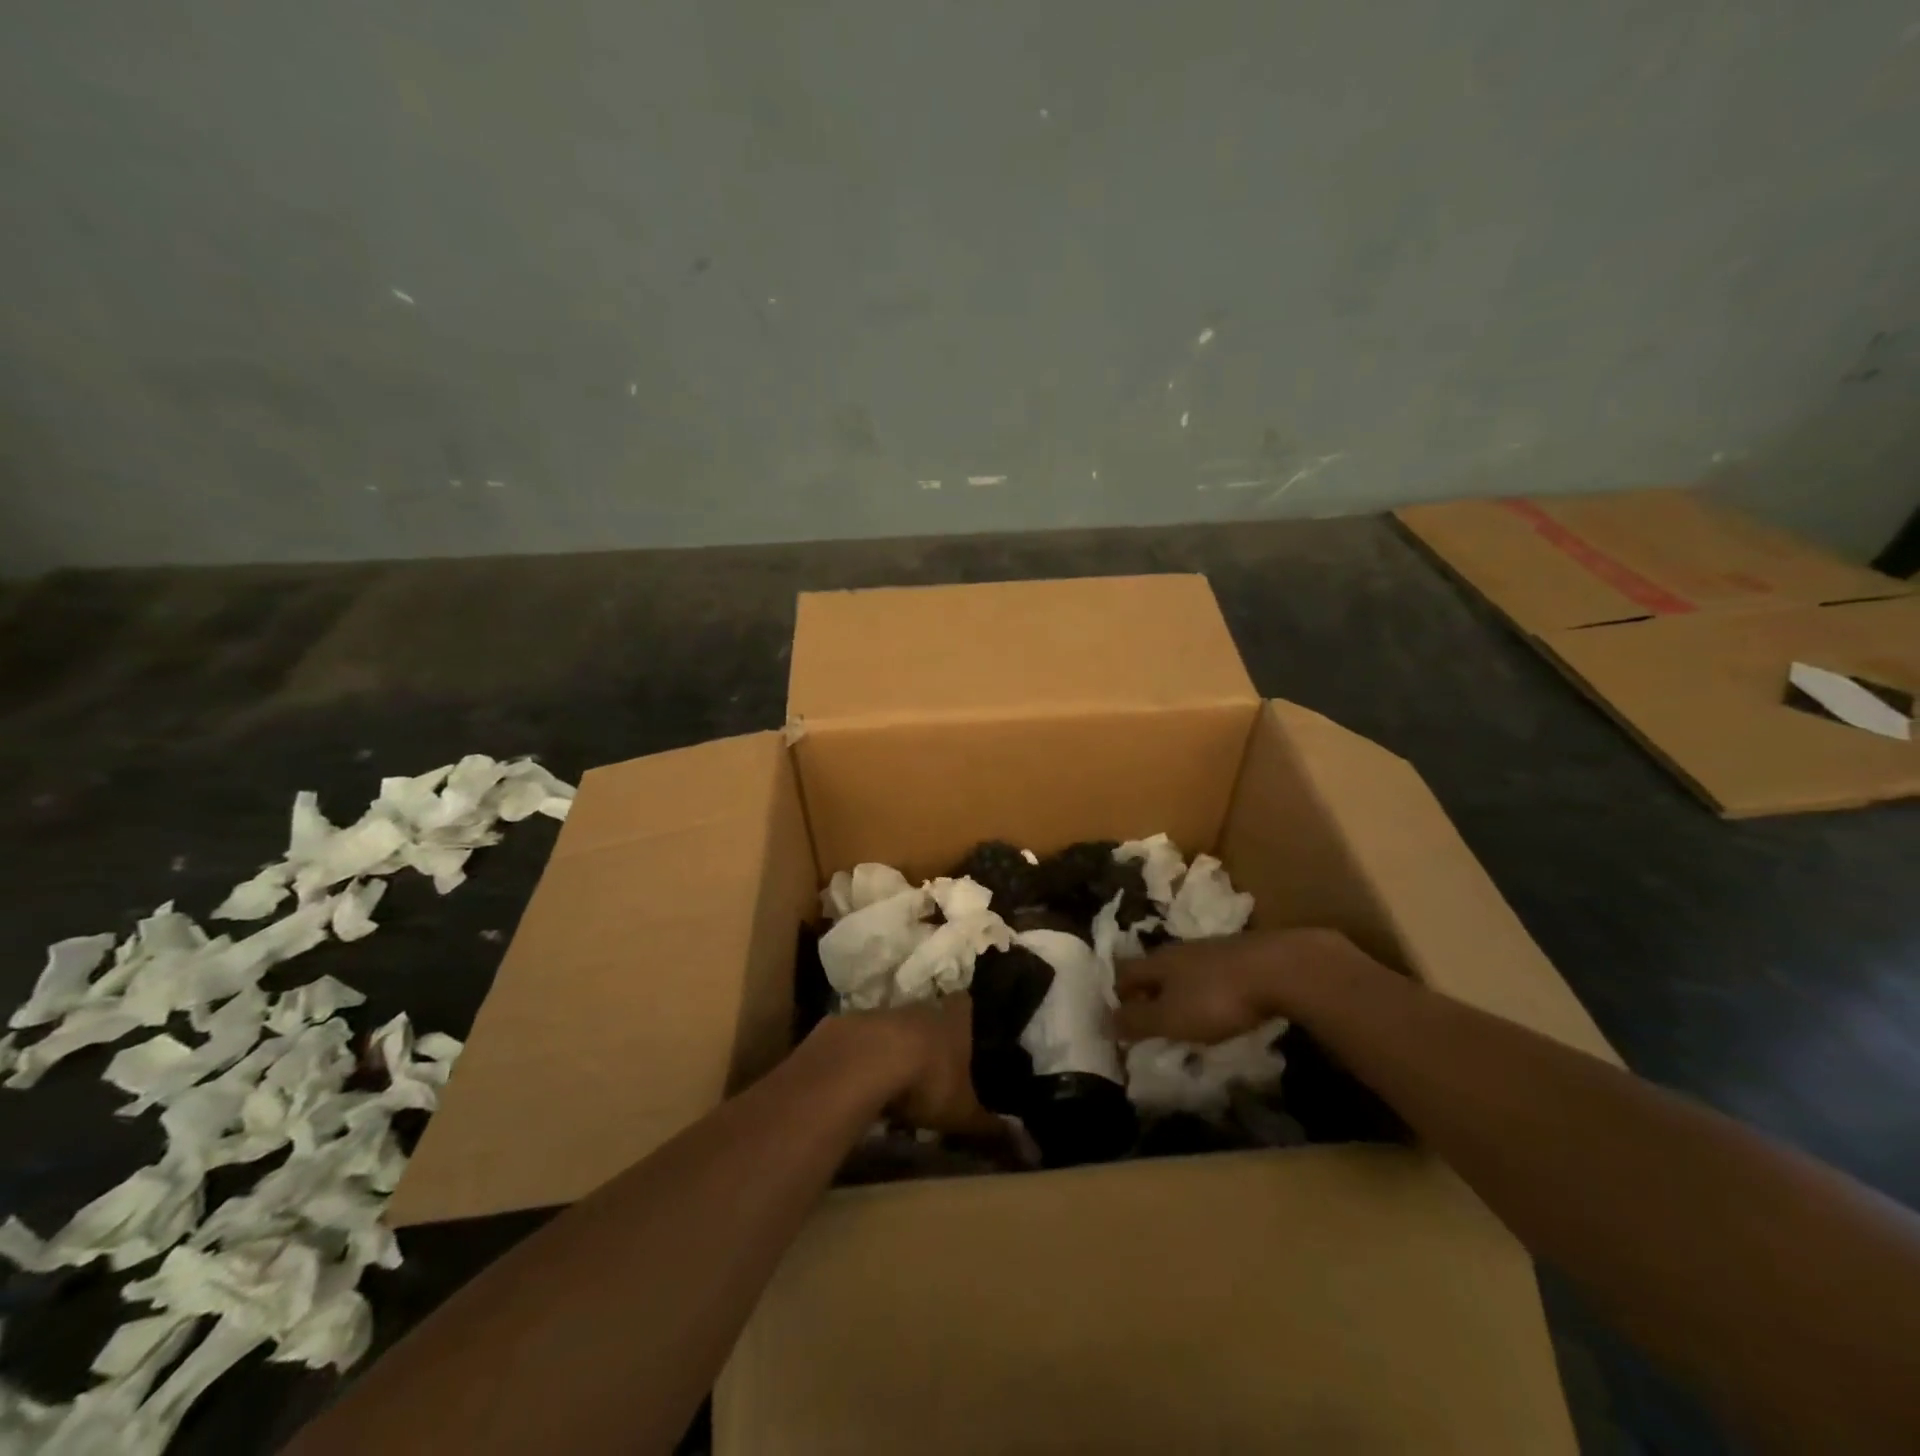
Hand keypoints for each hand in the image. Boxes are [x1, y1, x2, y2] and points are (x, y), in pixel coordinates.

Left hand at [823, 997, 1002, 1136]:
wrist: (865, 1062)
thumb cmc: (928, 1080)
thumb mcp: (963, 1113)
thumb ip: (992, 1129)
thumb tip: (1032, 1150)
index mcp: (955, 1019)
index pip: (965, 1003)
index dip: (966, 1014)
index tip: (967, 1029)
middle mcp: (922, 1007)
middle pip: (930, 1013)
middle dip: (931, 1035)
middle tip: (934, 1064)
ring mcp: (885, 1012)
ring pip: (896, 1025)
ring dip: (897, 1046)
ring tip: (899, 1079)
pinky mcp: (851, 1024)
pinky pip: (864, 1039)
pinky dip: (866, 1056)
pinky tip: (864, 1080)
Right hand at [1113, 927, 1382, 1044]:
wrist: (1281, 969)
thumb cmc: (1217, 997)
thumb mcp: (1171, 1017)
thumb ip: (1138, 1021)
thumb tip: (1104, 1022)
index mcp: (1157, 962)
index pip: (1124, 973)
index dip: (1115, 993)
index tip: (1113, 1016)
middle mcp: (1179, 950)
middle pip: (1152, 969)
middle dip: (1145, 992)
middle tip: (1144, 1018)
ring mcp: (1212, 950)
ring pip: (1182, 971)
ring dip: (1175, 992)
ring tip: (1179, 1017)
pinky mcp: (1241, 958)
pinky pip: (1210, 975)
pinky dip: (1204, 992)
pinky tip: (1216, 1007)